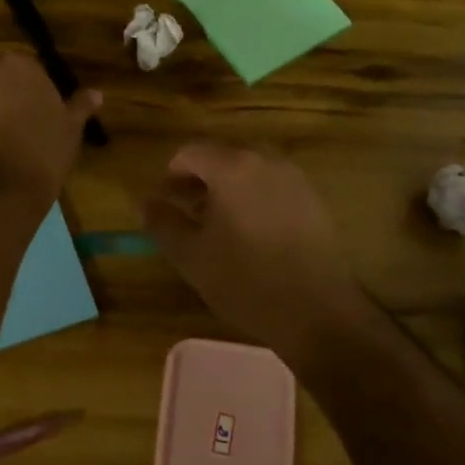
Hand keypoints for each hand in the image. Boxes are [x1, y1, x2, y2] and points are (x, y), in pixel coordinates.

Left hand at [0, 53, 101, 201]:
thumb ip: (80, 106)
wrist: (1, 187)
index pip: (26, 69)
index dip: (33, 91)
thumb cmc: (44, 150)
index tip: (40, 112)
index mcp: (18, 66)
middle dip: (2, 99)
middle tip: (18, 127)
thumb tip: (96, 94)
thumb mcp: (71, 129)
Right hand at [144, 143, 371, 359]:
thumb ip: (163, 222)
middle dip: (199, 181)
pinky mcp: (314, 201)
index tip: (163, 203)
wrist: (318, 311)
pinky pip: (273, 188)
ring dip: (227, 190)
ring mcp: (295, 179)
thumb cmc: (246, 281)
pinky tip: (250, 235)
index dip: (170, 176)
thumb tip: (146, 202)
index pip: (190, 153)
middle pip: (222, 157)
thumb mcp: (191, 255)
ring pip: (250, 172)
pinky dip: (254, 199)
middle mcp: (267, 161)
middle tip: (186, 215)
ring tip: (216, 227)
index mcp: (233, 168)